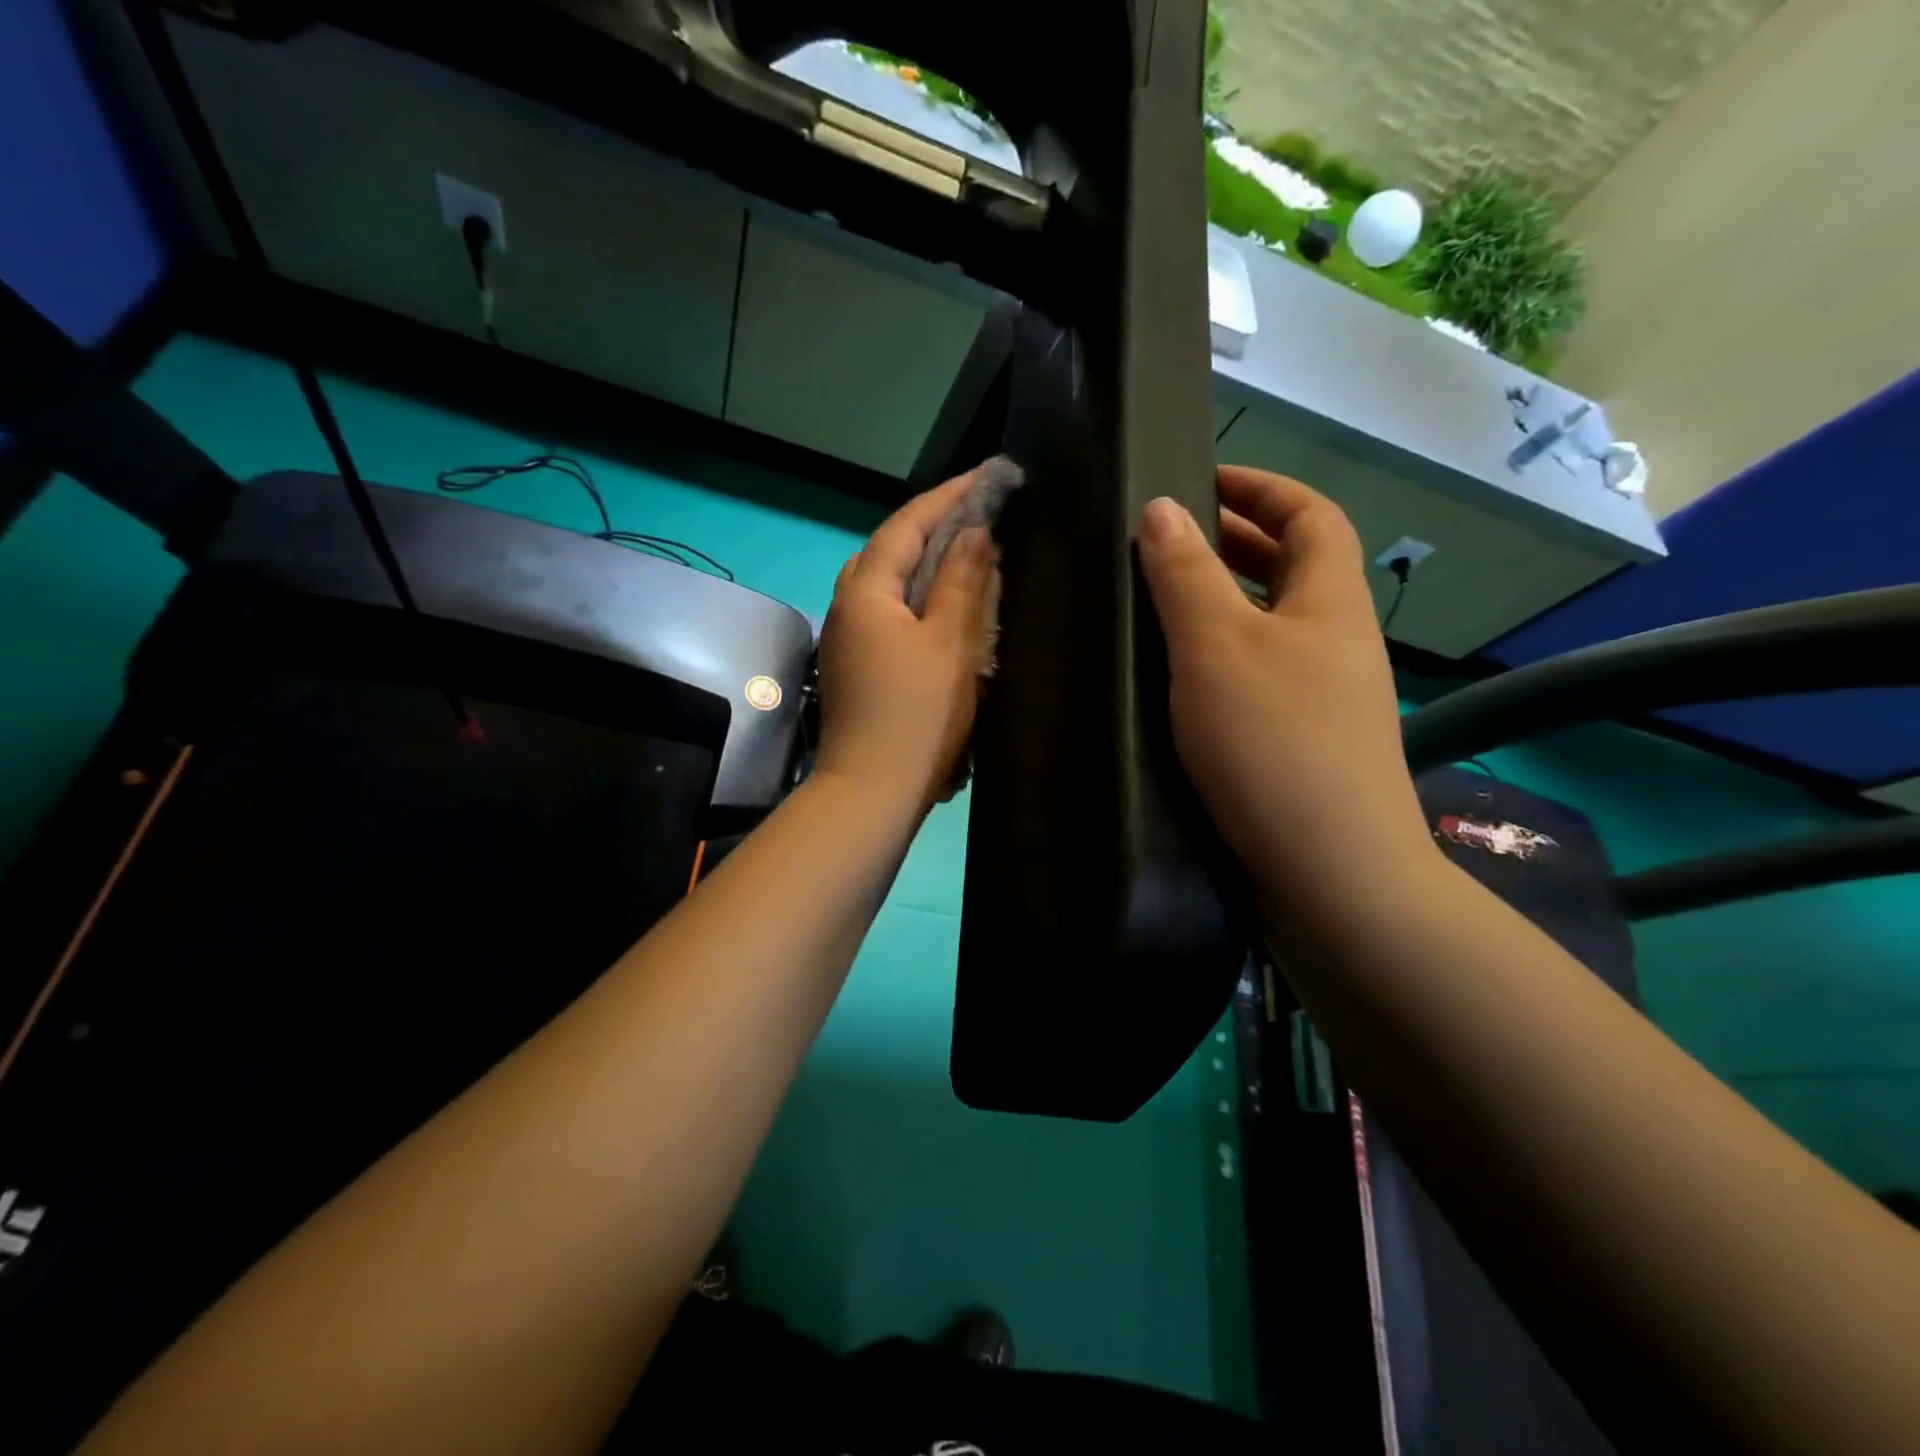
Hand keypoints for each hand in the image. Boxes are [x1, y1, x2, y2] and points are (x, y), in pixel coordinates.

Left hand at [814, 471, 996, 814]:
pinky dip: (914, 594)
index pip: (907, 524)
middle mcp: (845, 604)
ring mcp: (844, 636)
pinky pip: (884, 609)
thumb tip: (974, 532)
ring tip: (964, 552)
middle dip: (932, 524)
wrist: (871, 788)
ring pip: (884, 580)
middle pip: (888, 547)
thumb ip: (963, 581)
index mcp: (866, 589)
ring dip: (922, 560)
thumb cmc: (917, 714)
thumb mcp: (950, 642)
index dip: (949, 497)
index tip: (988, 477)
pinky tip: (940, 603)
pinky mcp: (852, 663)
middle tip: (978, 513)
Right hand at [1136, 466, 1433, 907]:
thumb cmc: (1273, 743)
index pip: (1310, 515)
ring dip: (1228, 599)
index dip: (1262, 487)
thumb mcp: (1216, 647)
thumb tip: (1161, 509)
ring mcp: (1327, 695)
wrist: (1333, 870)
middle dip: (1238, 540)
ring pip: (1276, 623)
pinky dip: (1227, 653)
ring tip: (1166, 600)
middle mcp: (1337, 639)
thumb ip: (1185, 575)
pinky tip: (1184, 677)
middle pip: (1295, 567)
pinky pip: (1265, 670)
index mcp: (1328, 600)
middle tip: (1171, 538)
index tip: (1204, 478)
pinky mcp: (1307, 741)